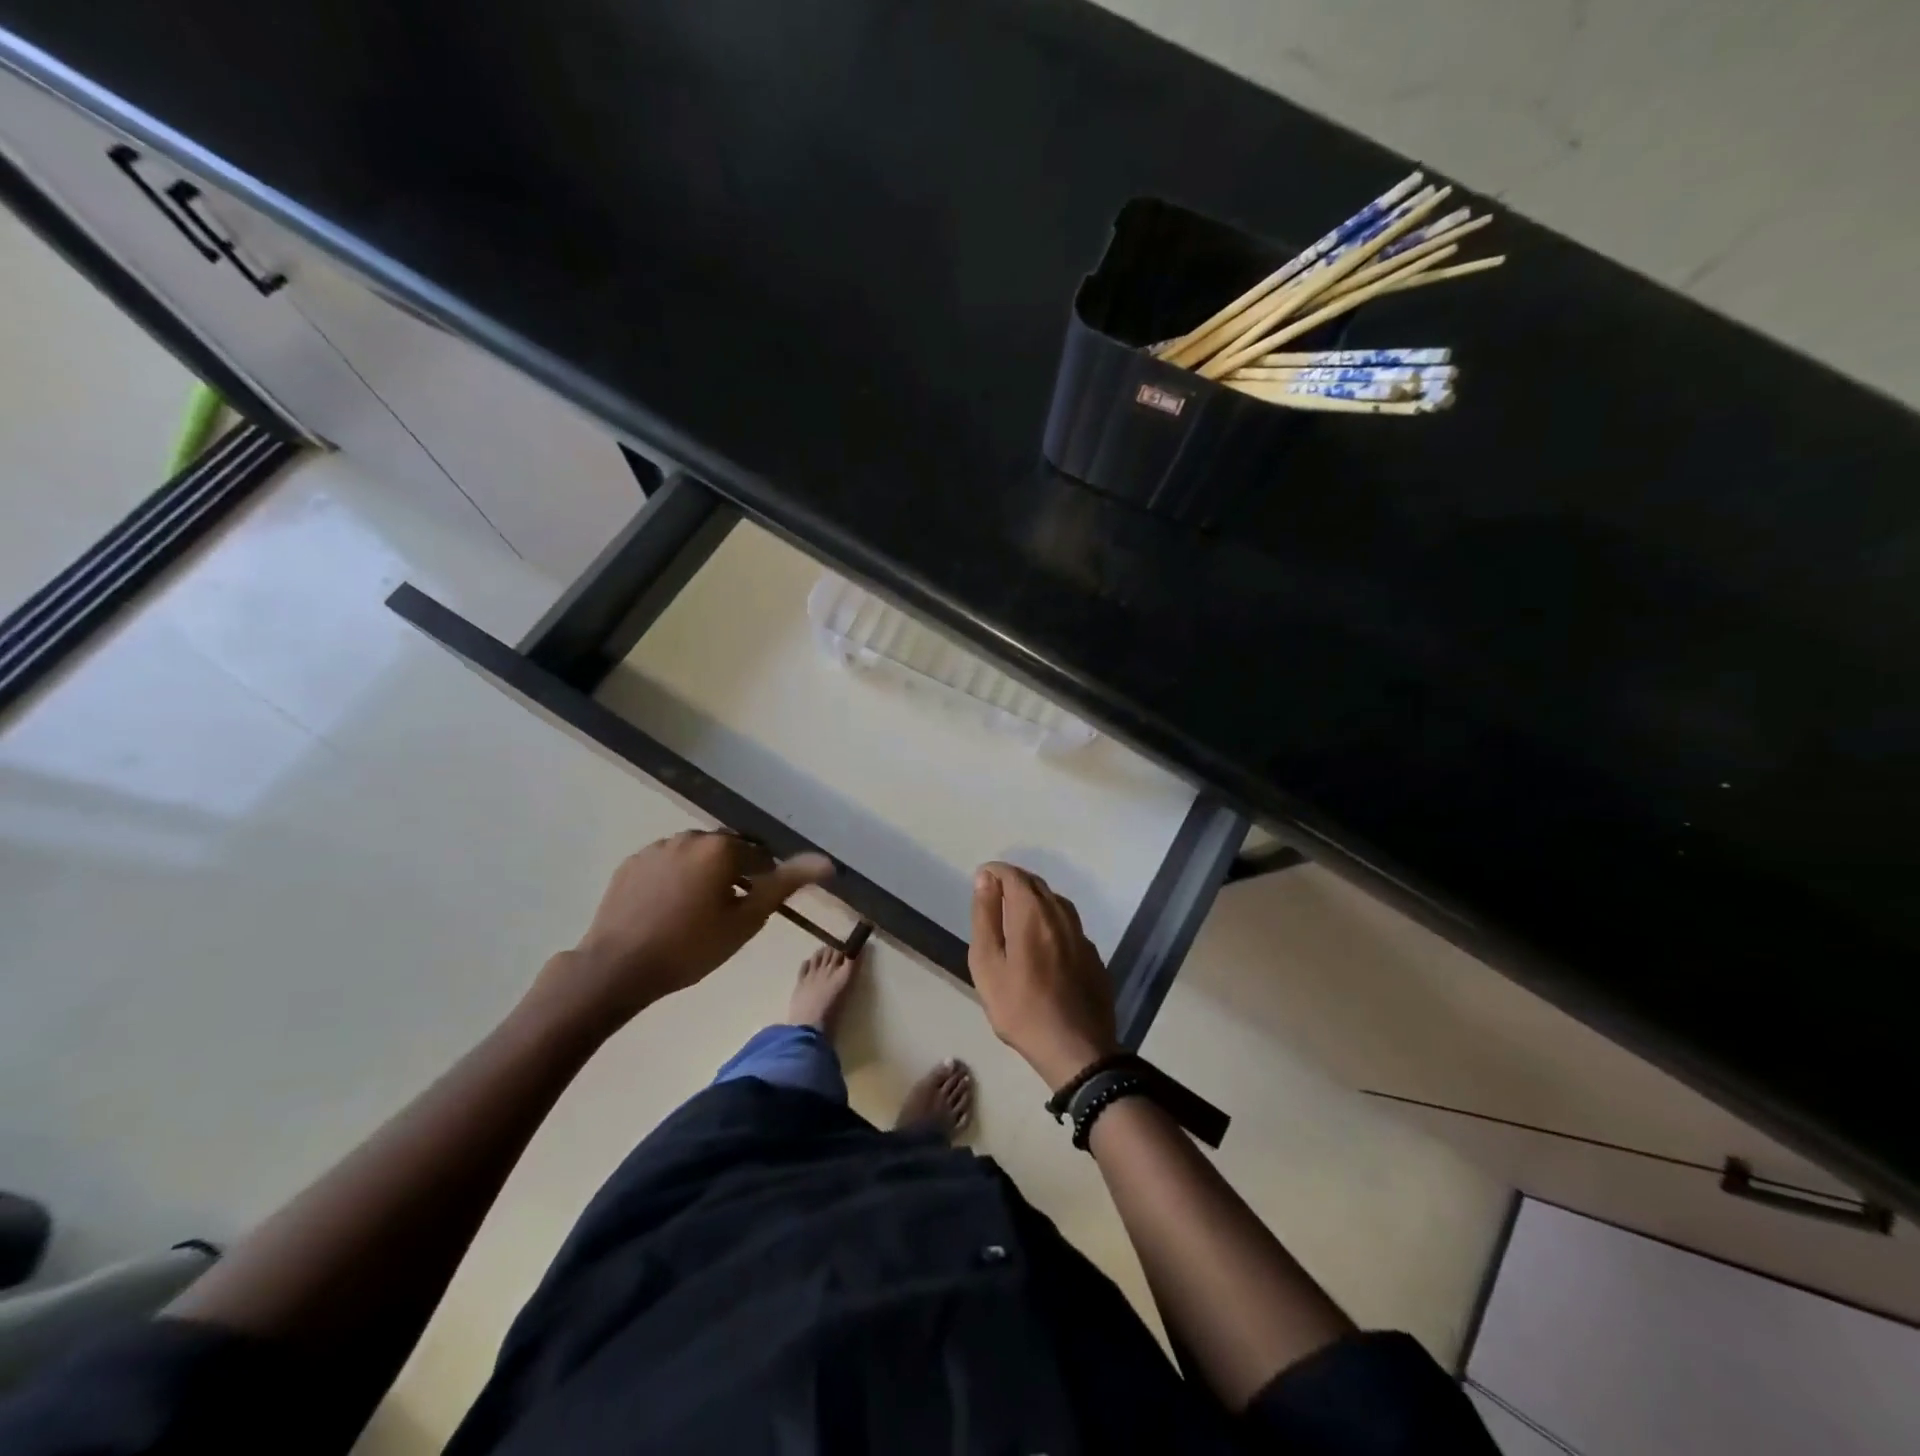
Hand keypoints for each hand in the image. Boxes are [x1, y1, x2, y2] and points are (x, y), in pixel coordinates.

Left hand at [528, 831, 832, 1039]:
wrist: (617, 968)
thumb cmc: (690, 947)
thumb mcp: (746, 921)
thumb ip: (786, 884)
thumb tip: (827, 862)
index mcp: (721, 847)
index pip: (759, 857)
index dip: (762, 883)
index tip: (753, 910)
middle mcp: (690, 837)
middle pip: (726, 852)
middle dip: (733, 875)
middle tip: (728, 914)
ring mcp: (657, 848)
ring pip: (695, 856)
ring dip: (704, 876)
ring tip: (696, 914)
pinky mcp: (632, 863)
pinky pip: (667, 864)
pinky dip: (675, 880)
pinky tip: (668, 911)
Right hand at [969, 862, 1119, 1090]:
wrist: (1076, 1049)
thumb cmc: (1021, 1007)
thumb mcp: (988, 964)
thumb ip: (986, 917)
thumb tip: (985, 879)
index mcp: (1034, 913)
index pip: (1014, 876)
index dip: (995, 872)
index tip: (980, 880)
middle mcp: (1061, 915)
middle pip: (1037, 885)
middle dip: (1014, 881)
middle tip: (994, 893)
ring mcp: (1082, 936)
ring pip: (1057, 903)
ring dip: (1035, 898)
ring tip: (1016, 913)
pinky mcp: (1093, 957)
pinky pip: (1069, 925)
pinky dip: (1051, 920)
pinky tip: (1044, 940)